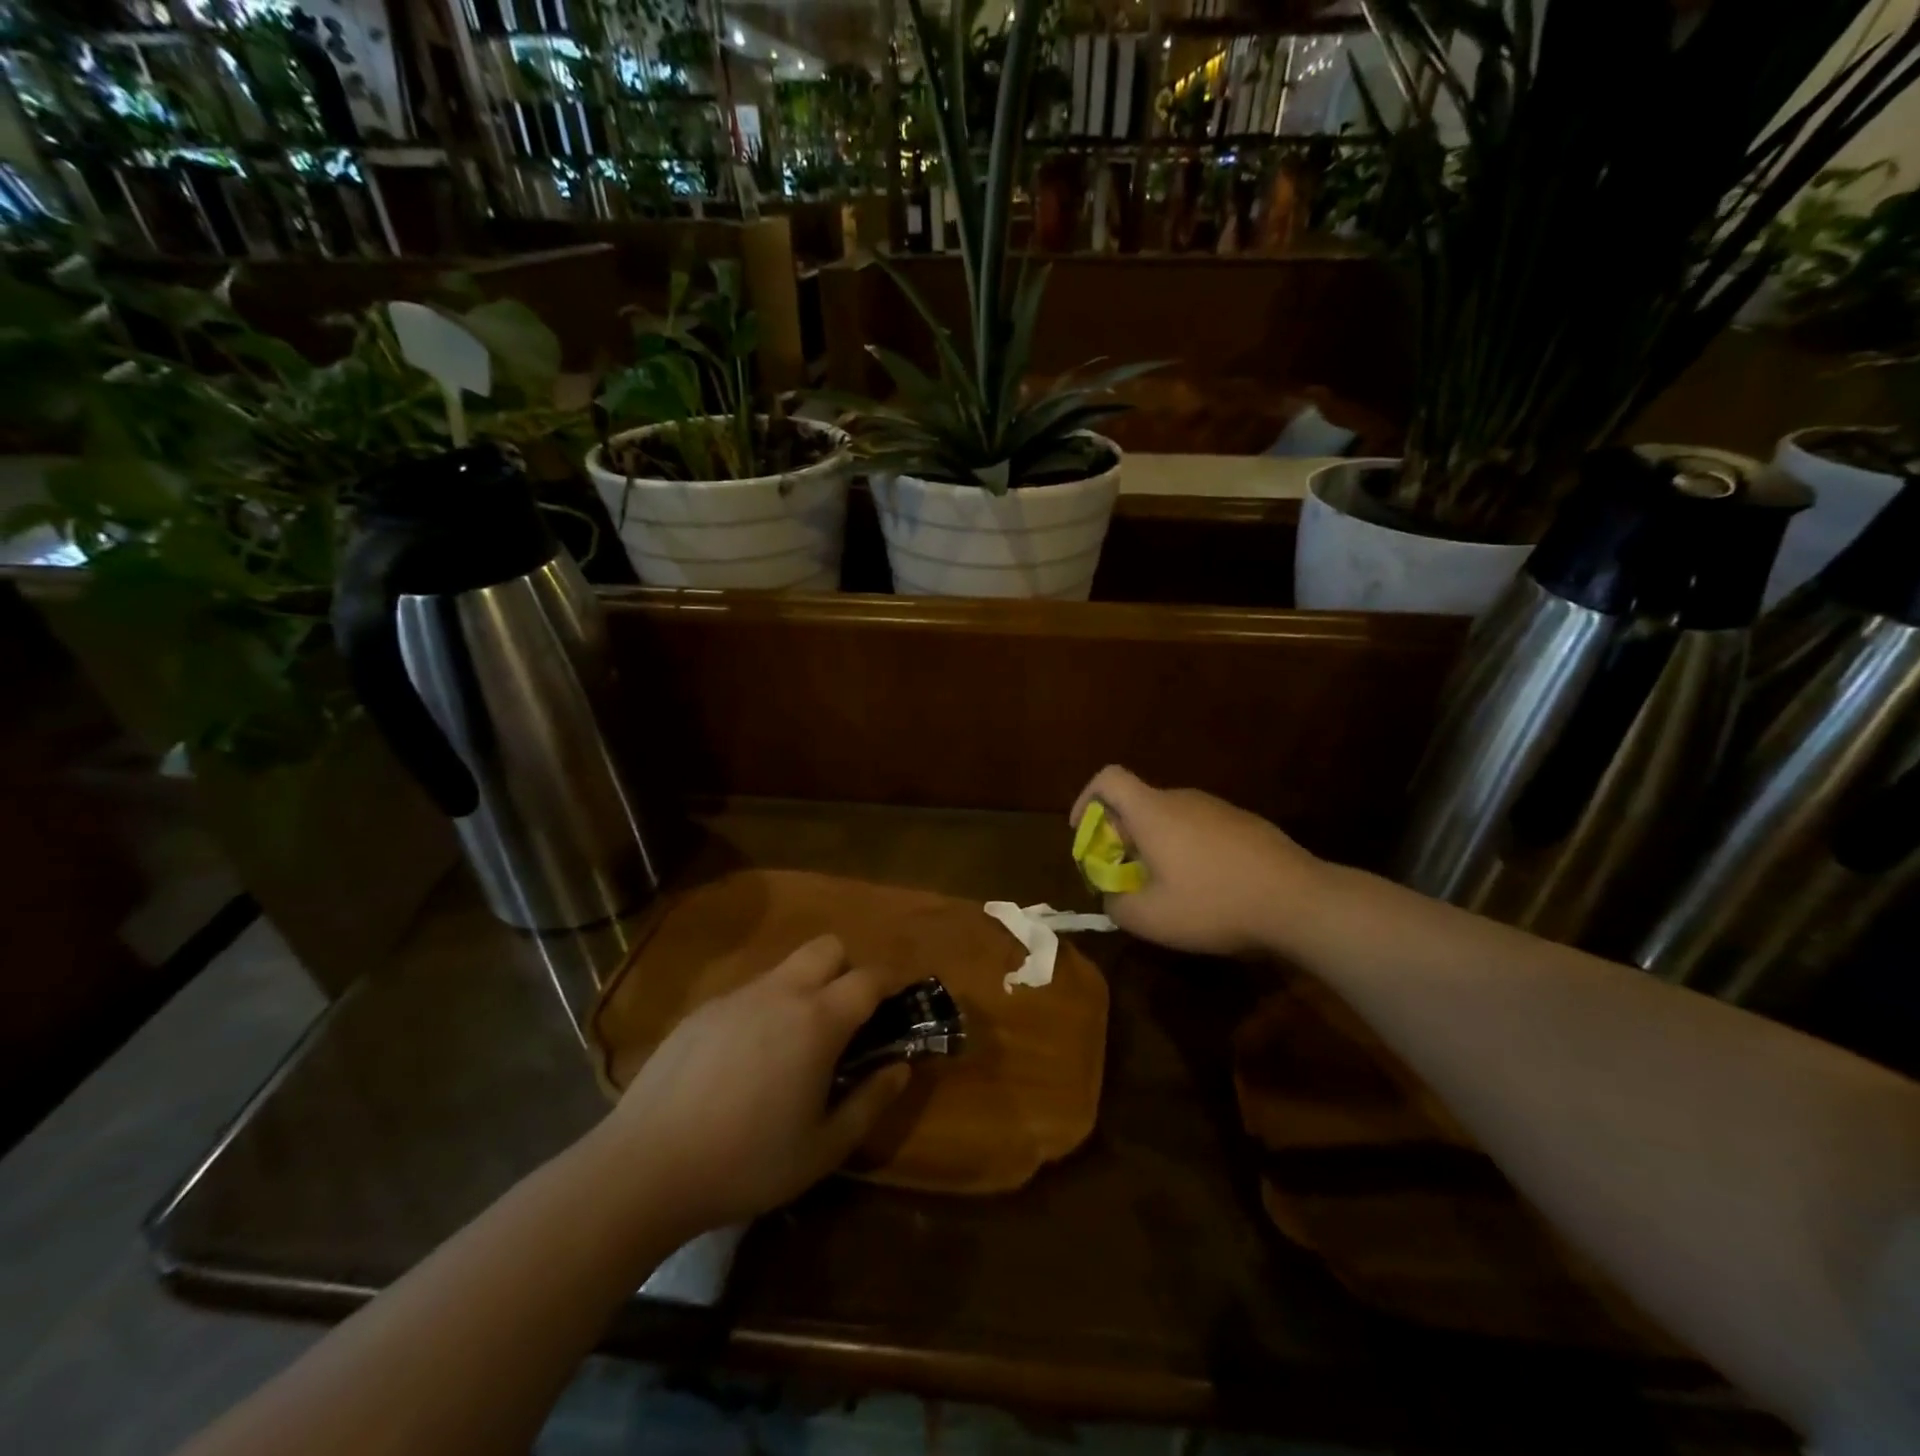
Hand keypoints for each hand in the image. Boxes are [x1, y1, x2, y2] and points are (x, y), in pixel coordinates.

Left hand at [601, 935, 909, 1235]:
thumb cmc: (747, 1161)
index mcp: (818, 1020)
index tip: (897, 1005)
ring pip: (786, 967)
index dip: (891, 984)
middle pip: (828, 947)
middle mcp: (781, 992)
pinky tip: (744, 1062)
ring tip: (793, 1046)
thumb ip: (871, 1102)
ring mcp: (737, 996)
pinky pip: (749, 992)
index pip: (870, 977)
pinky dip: (764, 1009)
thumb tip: (901, 1067)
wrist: (646, 1167)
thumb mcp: (824, 1148)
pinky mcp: (703, 1010)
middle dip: (847, 969)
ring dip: (805, 988)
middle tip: (846, 1019)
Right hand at [1072, 765, 1323, 957]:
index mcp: (1153, 811)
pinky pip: (1200, 829)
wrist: (1299, 902)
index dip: (1087, 799)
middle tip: (1125, 877)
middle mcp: (1182, 799)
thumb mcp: (1150, 918)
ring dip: (1156, 846)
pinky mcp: (1245, 823)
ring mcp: (1218, 808)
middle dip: (1121, 837)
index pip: (1108, 778)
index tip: (1086, 834)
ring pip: (1170, 819)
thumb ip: (1115, 903)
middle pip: (1137, 803)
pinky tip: (1208, 889)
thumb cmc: (1214, 904)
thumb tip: (1111, 893)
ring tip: (1167, 890)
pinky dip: (1188, 851)